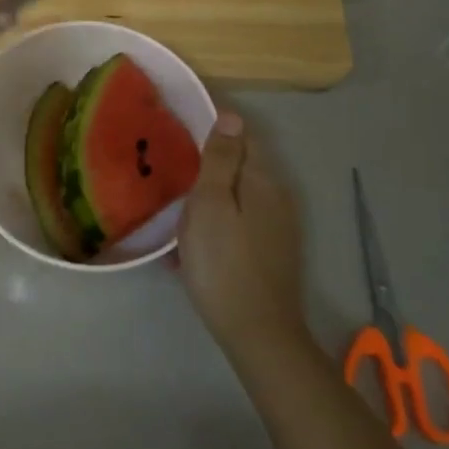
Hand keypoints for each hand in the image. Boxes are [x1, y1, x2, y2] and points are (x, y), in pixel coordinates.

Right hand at [177, 111, 308, 358]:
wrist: (256, 332)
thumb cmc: (223, 262)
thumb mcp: (211, 203)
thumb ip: (221, 159)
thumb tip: (231, 115)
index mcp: (262, 179)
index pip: (242, 134)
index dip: (215, 124)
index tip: (181, 121)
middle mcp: (276, 197)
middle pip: (241, 164)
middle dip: (210, 159)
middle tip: (170, 161)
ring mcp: (277, 227)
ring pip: (238, 194)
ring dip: (210, 192)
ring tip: (175, 199)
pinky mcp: (270, 252)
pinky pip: (239, 221)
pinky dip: (216, 220)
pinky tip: (192, 240)